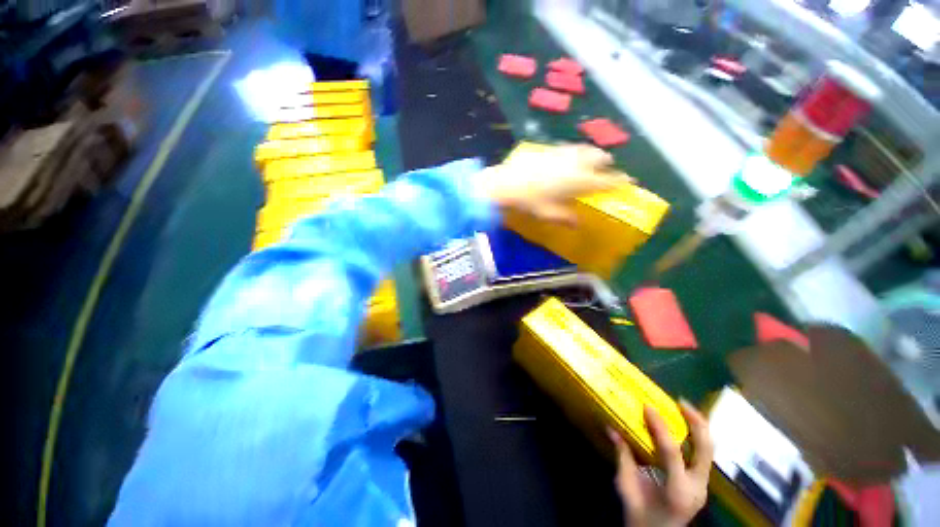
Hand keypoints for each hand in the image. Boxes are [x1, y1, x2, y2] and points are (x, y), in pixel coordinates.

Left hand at [477, 144, 632, 223]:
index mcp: (581, 181)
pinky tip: (566, 160)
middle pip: (601, 157)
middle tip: (605, 171)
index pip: (608, 180)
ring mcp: (564, 152)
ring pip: (586, 149)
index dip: (621, 181)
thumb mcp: (549, 214)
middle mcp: (577, 163)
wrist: (507, 183)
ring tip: (588, 163)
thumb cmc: (530, 202)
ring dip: (592, 155)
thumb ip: (566, 218)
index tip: (630, 181)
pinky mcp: (551, 148)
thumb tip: (577, 224)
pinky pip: (570, 148)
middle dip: (607, 164)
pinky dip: (575, 152)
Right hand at [609, 402, 713, 526]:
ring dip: (698, 426)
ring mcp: (703, 486)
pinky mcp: (702, 484)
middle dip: (696, 422)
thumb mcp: (626, 488)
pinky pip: (702, 455)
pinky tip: (684, 426)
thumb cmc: (641, 517)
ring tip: (684, 408)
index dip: (659, 426)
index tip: (647, 406)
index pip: (671, 452)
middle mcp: (697, 487)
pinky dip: (695, 437)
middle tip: (679, 402)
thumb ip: (622, 457)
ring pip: (709, 450)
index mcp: (677, 490)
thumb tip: (612, 429)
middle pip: (705, 449)